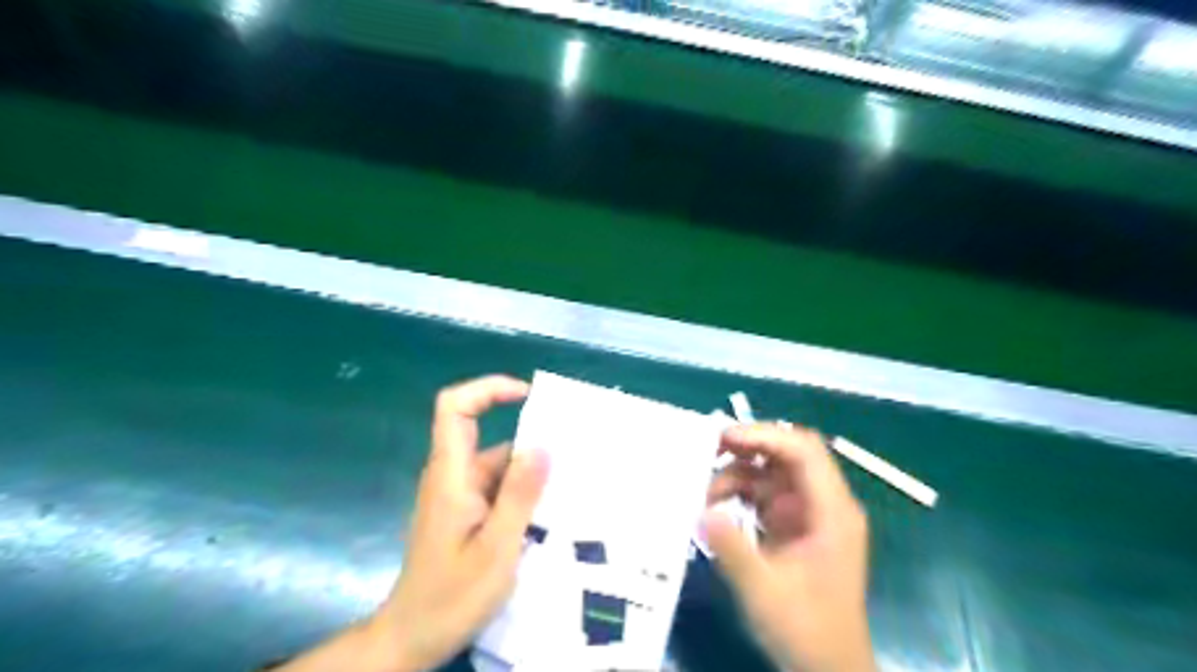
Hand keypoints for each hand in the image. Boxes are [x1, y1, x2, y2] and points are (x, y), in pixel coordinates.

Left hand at [273, 377, 546, 671]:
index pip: (455, 408)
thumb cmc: (450, 596)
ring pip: (499, 466)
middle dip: (530, 439)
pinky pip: (499, 489)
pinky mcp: (466, 514)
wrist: (412, 639)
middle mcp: (452, 476)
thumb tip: (543, 445)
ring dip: (531, 472)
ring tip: (573, 486)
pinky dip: (524, 493)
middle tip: (574, 454)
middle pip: (488, 436)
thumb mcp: (496, 548)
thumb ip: (519, 495)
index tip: (528, 395)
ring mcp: (459, 496)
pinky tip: (553, 512)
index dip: (488, 389)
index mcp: (451, 475)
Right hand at [703, 425, 876, 670]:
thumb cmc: (806, 630)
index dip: (765, 436)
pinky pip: (765, 495)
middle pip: (787, 455)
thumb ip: (732, 548)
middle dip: (747, 448)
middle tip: (707, 451)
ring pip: (771, 473)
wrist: (828, 669)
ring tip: (706, 495)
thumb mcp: (764, 590)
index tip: (724, 438)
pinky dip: (740, 495)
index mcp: (832, 512)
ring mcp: (808, 514)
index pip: (804, 452)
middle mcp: (824, 504)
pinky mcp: (794, 527)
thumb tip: (703, 510)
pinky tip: (717, 509)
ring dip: (738, 476)